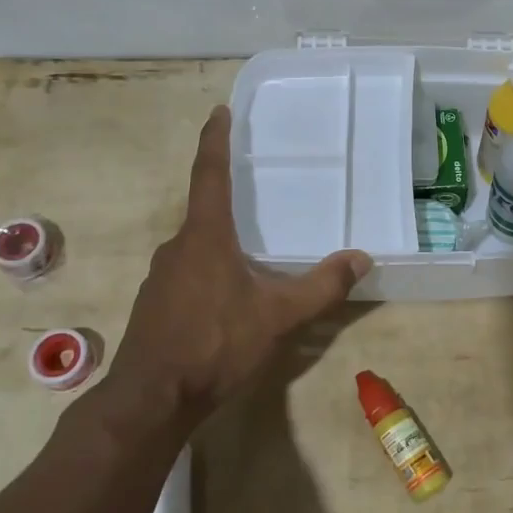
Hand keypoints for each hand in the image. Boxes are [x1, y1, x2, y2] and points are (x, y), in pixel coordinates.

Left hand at [94, 106, 369, 430]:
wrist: (150, 401)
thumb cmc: (215, 344)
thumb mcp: (278, 316)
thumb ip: (321, 286)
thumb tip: (361, 259)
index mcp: (205, 236)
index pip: (209, 174)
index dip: (215, 140)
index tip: (219, 111)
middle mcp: (177, 247)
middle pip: (204, 212)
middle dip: (228, 201)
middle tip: (255, 196)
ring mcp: (160, 278)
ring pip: (195, 247)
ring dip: (220, 243)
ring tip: (249, 254)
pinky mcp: (154, 305)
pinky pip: (186, 274)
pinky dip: (207, 273)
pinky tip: (226, 299)